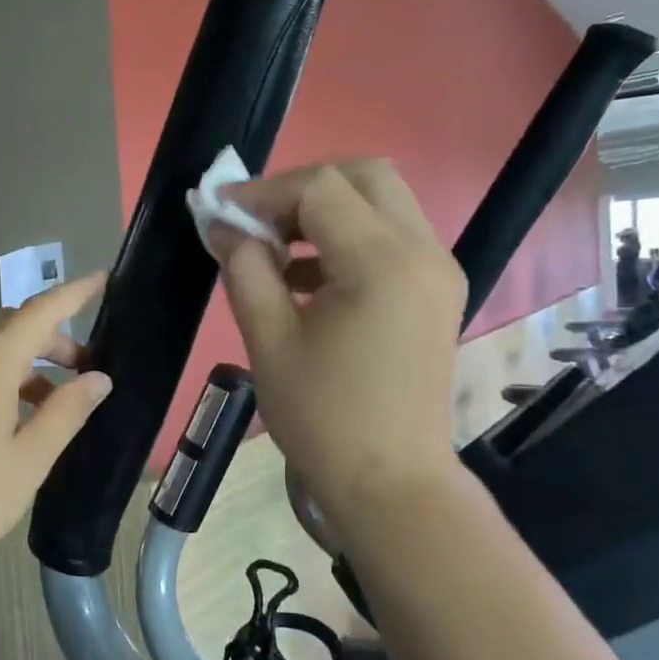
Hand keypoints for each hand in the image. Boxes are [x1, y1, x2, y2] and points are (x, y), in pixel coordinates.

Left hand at [0, 274, 112, 582]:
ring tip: (54, 404)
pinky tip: (12, 419)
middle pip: (11, 326)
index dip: (74, 293)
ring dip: (26, 362)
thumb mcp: (30, 458)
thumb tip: (98, 379)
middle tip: (84, 371)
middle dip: (53, 338)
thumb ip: (67, 412)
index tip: (104, 280)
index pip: (39, 311)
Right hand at [209, 161, 467, 527]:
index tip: (220, 212)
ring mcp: (438, 272)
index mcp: (382, 264)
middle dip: (303, 187)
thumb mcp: (269, 342)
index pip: (321, 188)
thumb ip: (245, 271)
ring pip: (382, 203)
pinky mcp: (436, 293)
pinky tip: (305, 277)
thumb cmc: (324, 418)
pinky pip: (392, 239)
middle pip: (365, 177)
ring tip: (274, 248)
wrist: (391, 483)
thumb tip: (223, 226)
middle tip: (256, 221)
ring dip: (326, 211)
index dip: (264, 191)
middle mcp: (423, 252)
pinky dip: (348, 239)